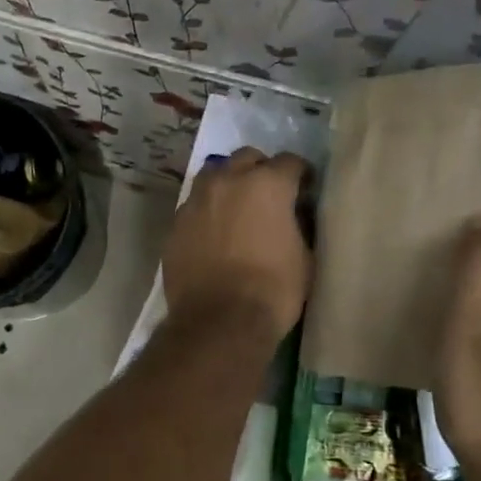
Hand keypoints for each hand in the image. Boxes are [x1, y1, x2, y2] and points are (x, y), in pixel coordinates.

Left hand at [163, 147, 312, 338]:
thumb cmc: (273, 290)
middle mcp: (228, 181)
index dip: (300, 175)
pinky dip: (207, 211)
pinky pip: (194, 205)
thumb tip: (293, 215)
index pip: (289, 162)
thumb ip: (299, 225)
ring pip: (214, 175)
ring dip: (228, 183)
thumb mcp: (305, 257)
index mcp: (267, 184)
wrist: (219, 321)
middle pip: (247, 158)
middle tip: (268, 194)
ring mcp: (196, 200)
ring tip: (236, 206)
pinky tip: (213, 233)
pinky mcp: (176, 223)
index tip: (305, 189)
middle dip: (260, 170)